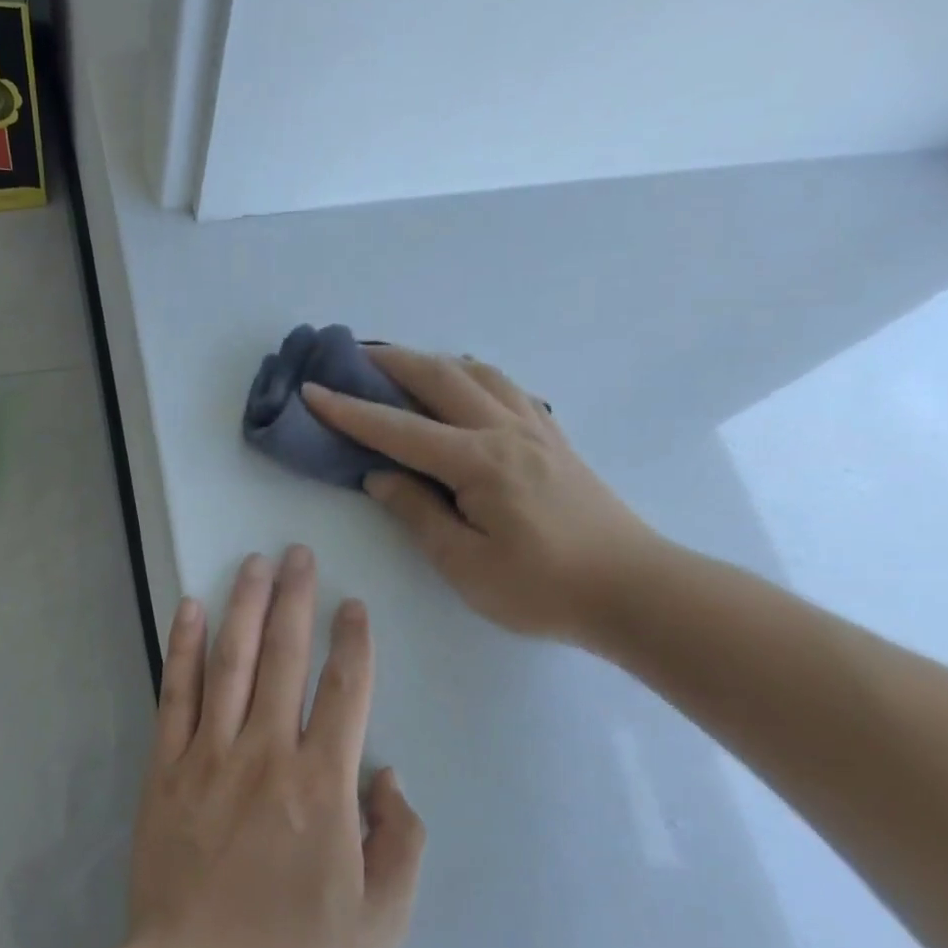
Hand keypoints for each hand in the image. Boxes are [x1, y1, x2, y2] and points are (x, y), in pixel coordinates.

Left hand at [127, 547, 425, 947]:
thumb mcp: (378, 924)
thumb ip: (399, 844)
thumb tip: (388, 777)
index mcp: (321, 785)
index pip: (345, 692)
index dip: (352, 641)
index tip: (353, 603)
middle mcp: (265, 752)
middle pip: (284, 657)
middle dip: (295, 599)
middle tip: (298, 554)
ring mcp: (209, 755)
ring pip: (231, 661)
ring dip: (244, 606)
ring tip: (253, 562)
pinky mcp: (166, 767)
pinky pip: (176, 694)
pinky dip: (183, 647)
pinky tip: (189, 609)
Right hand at [302, 347, 662, 644]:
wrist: (636, 590)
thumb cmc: (544, 588)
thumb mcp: (466, 565)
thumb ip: (418, 514)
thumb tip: (379, 476)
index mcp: (478, 462)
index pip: (397, 429)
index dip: (349, 410)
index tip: (311, 390)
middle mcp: (505, 431)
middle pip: (439, 378)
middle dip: (390, 362)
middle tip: (352, 357)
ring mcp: (535, 430)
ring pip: (477, 373)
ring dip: (433, 362)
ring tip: (404, 367)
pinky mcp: (554, 439)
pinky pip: (506, 388)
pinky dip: (472, 376)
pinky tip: (464, 389)